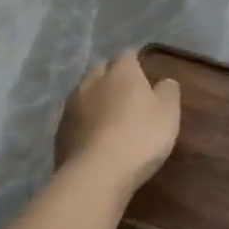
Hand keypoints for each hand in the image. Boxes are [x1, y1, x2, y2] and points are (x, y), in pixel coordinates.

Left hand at [55, 51, 181, 192]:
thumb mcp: (169, 113)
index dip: (136, 62)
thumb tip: (164, 81)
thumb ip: (168, 92)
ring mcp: (71, 106)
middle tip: (126, 94)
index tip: (144, 74)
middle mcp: (92, 82)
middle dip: (111, 77)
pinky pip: (74, 118)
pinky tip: (94, 137)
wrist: (97, 173)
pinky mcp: (59, 131)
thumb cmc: (140, 137)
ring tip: (108, 117)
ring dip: (95, 99)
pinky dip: (84, 122)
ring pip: (84, 93)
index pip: (127, 55)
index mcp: (121, 73)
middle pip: (100, 70)